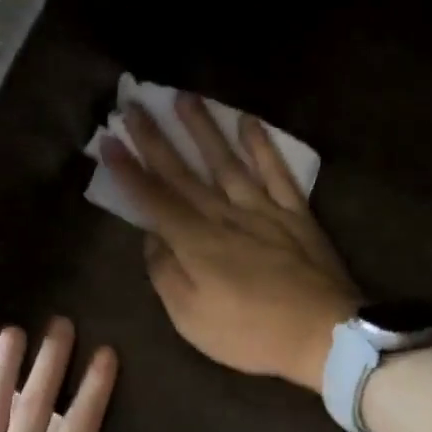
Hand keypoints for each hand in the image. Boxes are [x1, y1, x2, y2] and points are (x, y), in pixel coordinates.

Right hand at [101, 95, 359, 391]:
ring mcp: (263, 210)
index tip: (108, 140)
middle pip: (183, 173)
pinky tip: (249, 123)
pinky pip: (277, 172)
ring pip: (227, 162)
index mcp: (195, 243)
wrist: (323, 334)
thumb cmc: (250, 334)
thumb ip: (166, 275)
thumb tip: (151, 239)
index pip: (154, 199)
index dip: (128, 170)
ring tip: (185, 97)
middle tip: (134, 105)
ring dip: (204, 129)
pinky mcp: (295, 214)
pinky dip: (263, 146)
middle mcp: (224, 216)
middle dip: (155, 139)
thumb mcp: (191, 319)